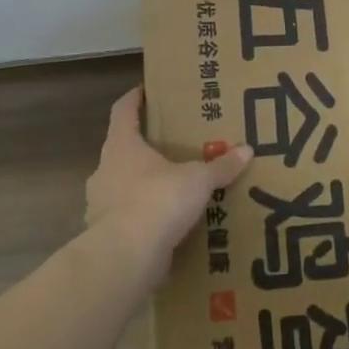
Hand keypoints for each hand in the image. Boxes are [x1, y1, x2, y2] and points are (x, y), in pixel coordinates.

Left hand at [85, 86, 252, 277]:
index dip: (135, 98)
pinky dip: (144, 218)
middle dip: (145, 147)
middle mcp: (105, 170)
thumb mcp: (198, 180)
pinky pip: (127, 218)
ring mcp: (100, 204)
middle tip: (173, 146)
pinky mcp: (106, 234)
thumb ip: (221, 166)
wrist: (126, 257)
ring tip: (173, 189)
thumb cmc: (158, 200)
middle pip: (123, 149)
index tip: (146, 91)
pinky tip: (166, 224)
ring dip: (144, 185)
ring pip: (123, 185)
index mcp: (122, 146)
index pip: (123, 111)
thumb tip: (247, 150)